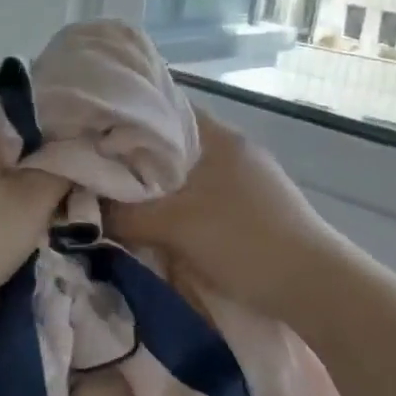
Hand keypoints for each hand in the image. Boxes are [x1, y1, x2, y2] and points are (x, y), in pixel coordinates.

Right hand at [106, 108, 340, 318]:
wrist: (315, 287)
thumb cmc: (244, 240)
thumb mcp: (175, 226)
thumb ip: (124, 216)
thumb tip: (80, 214)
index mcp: (219, 137)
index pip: (165, 109)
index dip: (127, 118)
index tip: (92, 134)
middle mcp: (234, 151)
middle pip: (172, 145)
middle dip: (136, 160)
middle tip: (95, 172)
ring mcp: (247, 181)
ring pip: (186, 175)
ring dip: (156, 188)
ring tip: (118, 199)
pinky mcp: (252, 209)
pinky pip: (201, 198)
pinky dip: (176, 206)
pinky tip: (156, 223)